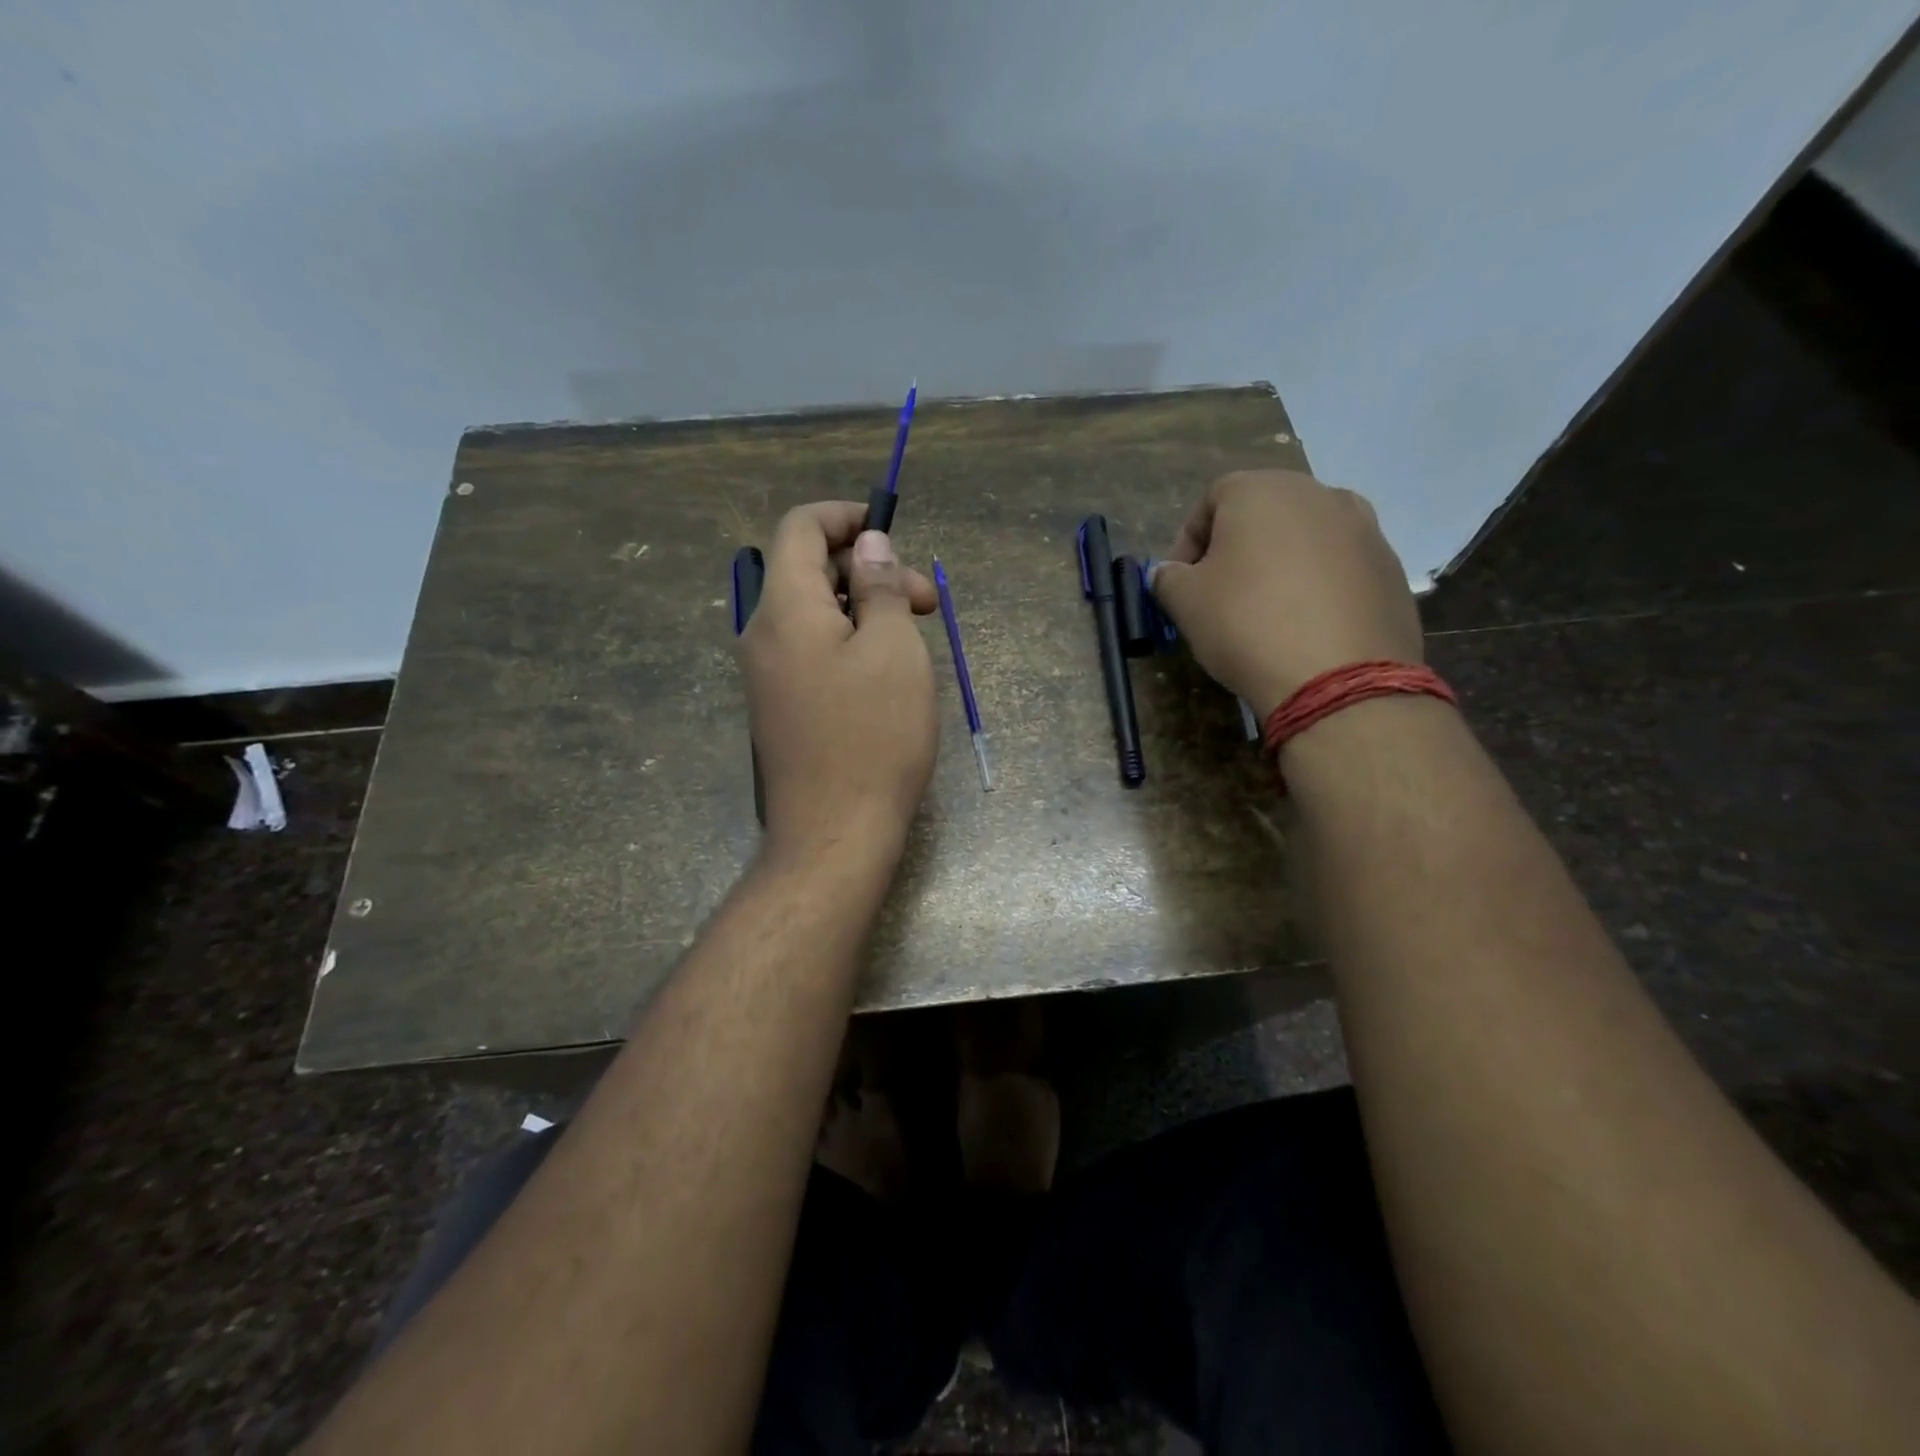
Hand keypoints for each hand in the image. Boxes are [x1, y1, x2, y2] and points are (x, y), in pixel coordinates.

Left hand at [738, 502, 938, 861]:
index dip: (845, 517)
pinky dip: (850, 643)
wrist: (834, 833)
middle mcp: (764, 634)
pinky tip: (888, 674)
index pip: (800, 528)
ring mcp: (768, 674)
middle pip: (810, 571)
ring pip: (816, 614)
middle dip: (869, 572)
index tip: (891, 532)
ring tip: (916, 640)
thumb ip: (879, 588)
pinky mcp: (781, 706)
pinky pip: (812, 651)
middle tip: (926, 604)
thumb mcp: (893, 650)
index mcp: (785, 608)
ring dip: (865, 610)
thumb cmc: (874, 736)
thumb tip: (868, 545)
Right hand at [1148, 470, 1421, 718]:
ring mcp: (1364, 528)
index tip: (1180, 581)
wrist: (1338, 676)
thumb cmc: (1246, 624)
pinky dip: (1319, 586)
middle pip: (1264, 513)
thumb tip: (1168, 573)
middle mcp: (1318, 494)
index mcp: (1262, 490)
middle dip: (1236, 548)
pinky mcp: (1391, 567)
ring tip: (1267, 610)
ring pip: (1306, 537)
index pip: (1212, 500)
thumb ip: (1168, 578)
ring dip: (1281, 564)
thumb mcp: (1185, 602)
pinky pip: (1340, 567)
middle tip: (1220, 593)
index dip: (1188, 540)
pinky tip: (1306, 627)